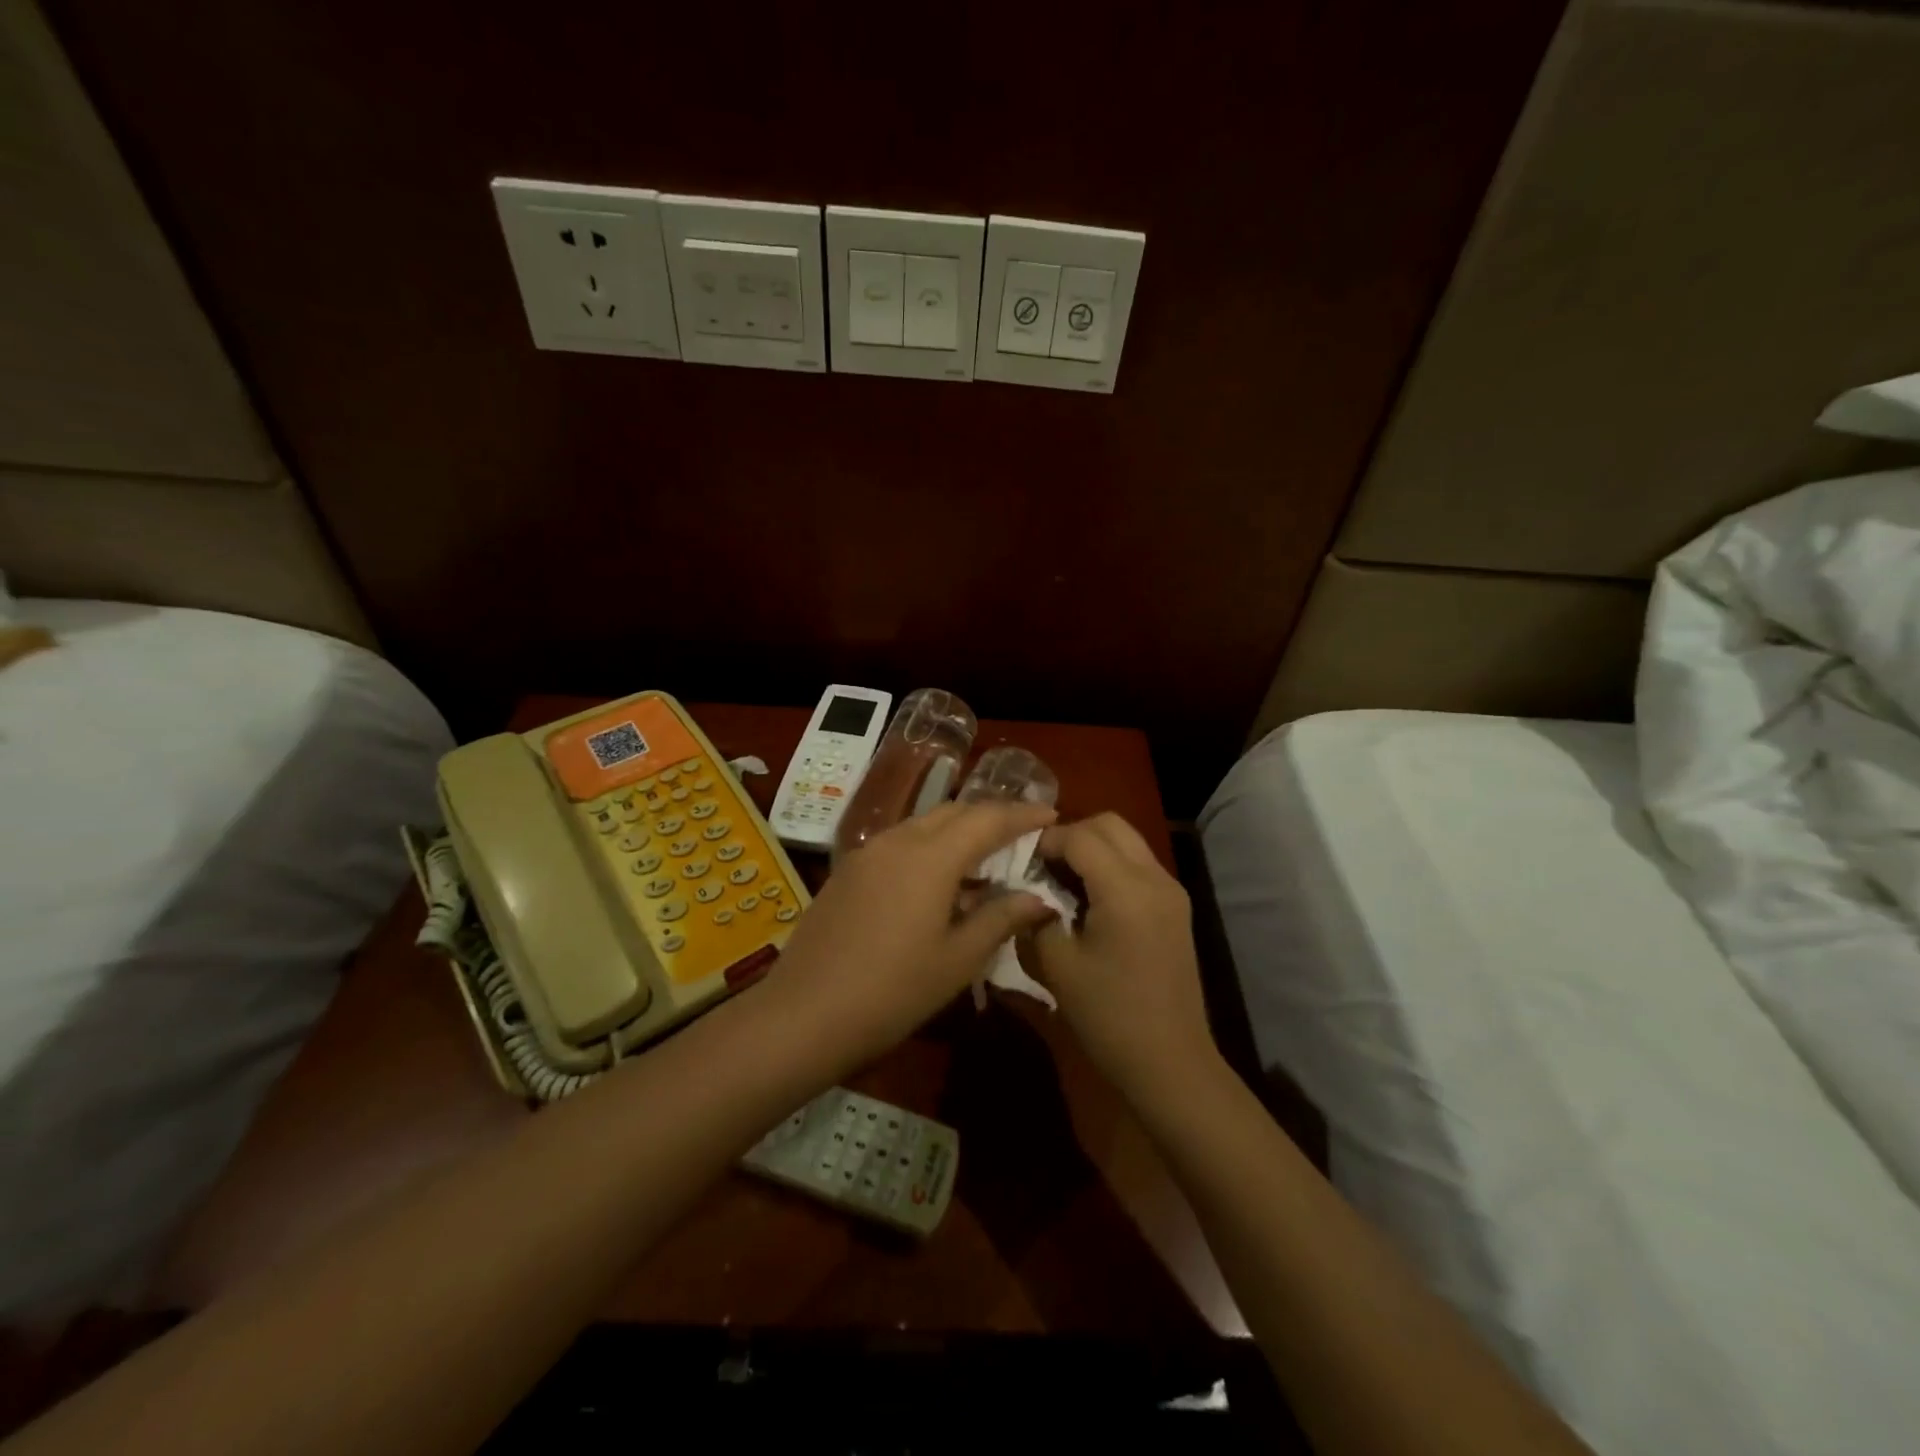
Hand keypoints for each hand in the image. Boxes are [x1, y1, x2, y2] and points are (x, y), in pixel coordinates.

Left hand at [765, 800, 1059, 1068]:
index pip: (988, 819)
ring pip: (924, 824)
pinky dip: (929, 848)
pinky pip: (900, 843)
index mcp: (931, 857)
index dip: (1023, 814)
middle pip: (954, 812)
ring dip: (958, 833)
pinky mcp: (848, 871)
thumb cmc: (893, 990)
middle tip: (1021, 836)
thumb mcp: (958, 959)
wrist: (805, 1013)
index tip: (1051, 815)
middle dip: (991, 817)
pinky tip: (937, 883)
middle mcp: (899, 840)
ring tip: (983, 863)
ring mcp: (868, 853)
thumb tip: (1038, 898)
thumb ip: (1001, 919)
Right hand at [1025, 814, 1217, 1101]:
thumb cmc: (1110, 1016)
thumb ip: (1035, 917)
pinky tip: (1087, 900)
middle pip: (1110, 825)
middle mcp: (1155, 878)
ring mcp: (1171, 892)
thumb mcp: (1058, 966)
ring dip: (1092, 848)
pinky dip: (1110, 867)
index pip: (1080, 836)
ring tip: (1060, 880)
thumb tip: (1023, 892)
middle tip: (1040, 864)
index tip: (1016, 858)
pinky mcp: (1175, 908)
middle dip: (1071, 834)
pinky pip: (1138, 866)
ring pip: (1127, 841)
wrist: (1171, 1063)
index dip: (1045, 840)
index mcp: (1126, 889)